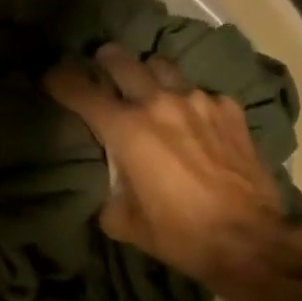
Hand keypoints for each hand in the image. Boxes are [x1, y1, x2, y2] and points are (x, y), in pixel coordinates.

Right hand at [44, 44, 293, 295]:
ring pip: (164, 68)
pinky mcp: (229, 110)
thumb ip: (109, 191)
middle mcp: (159, 104)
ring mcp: (199, 101)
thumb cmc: (179, 234)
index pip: (82, 92)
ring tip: (148, 86)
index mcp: (126, 130)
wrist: (250, 240)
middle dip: (105, 60)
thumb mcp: (124, 222)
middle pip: (123, 62)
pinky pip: (200, 93)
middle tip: (100, 63)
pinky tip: (194, 121)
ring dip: (149, 73)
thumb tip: (113, 181)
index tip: (51, 76)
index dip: (60, 80)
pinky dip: (188, 101)